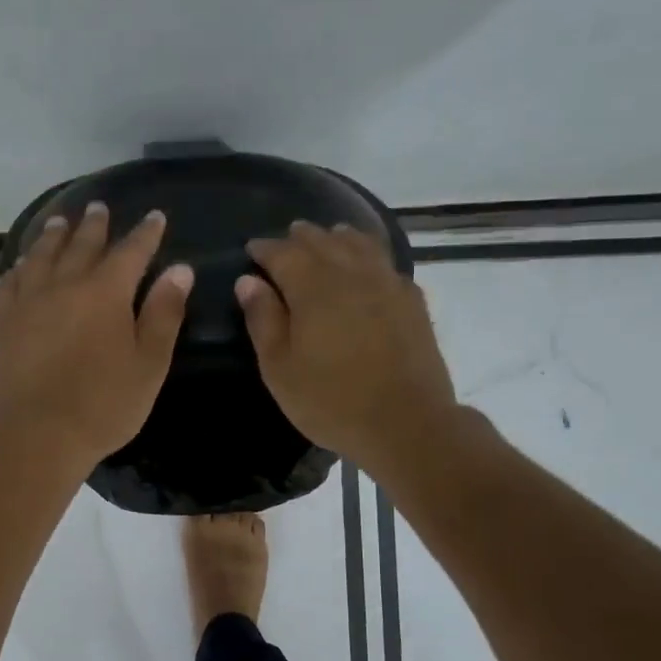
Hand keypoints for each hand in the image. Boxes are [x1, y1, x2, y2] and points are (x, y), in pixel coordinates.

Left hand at [0, 203, 192, 474]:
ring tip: (60, 222)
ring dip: (54, 235)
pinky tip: (22, 267)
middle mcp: (64, 284)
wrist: (36, 434)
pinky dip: (20, 267)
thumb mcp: (149, 364)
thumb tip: (179, 270)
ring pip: (41, 255)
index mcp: (105, 292)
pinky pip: (10, 282)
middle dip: (95, 225)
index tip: (154, 217)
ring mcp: (29, 301)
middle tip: (99, 207)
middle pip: (82, 244)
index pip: (131, 251)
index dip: (145, 233)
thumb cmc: (103, 404)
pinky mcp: (3, 322)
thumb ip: (164, 314)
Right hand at [236, 222, 457, 475]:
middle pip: (322, 241)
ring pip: (359, 244)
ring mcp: (387, 284)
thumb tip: (247, 281)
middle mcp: (351, 274)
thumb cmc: (331, 400)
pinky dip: (368, 254)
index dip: (265, 249)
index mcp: (313, 287)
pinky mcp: (412, 301)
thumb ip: (263, 320)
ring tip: (327, 237)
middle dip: (300, 238)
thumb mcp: (280, 368)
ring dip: (338, 237)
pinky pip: (385, 262)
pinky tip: (367, 266)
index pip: (283, 253)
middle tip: (286, 239)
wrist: (406, 423)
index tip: (251, 249)